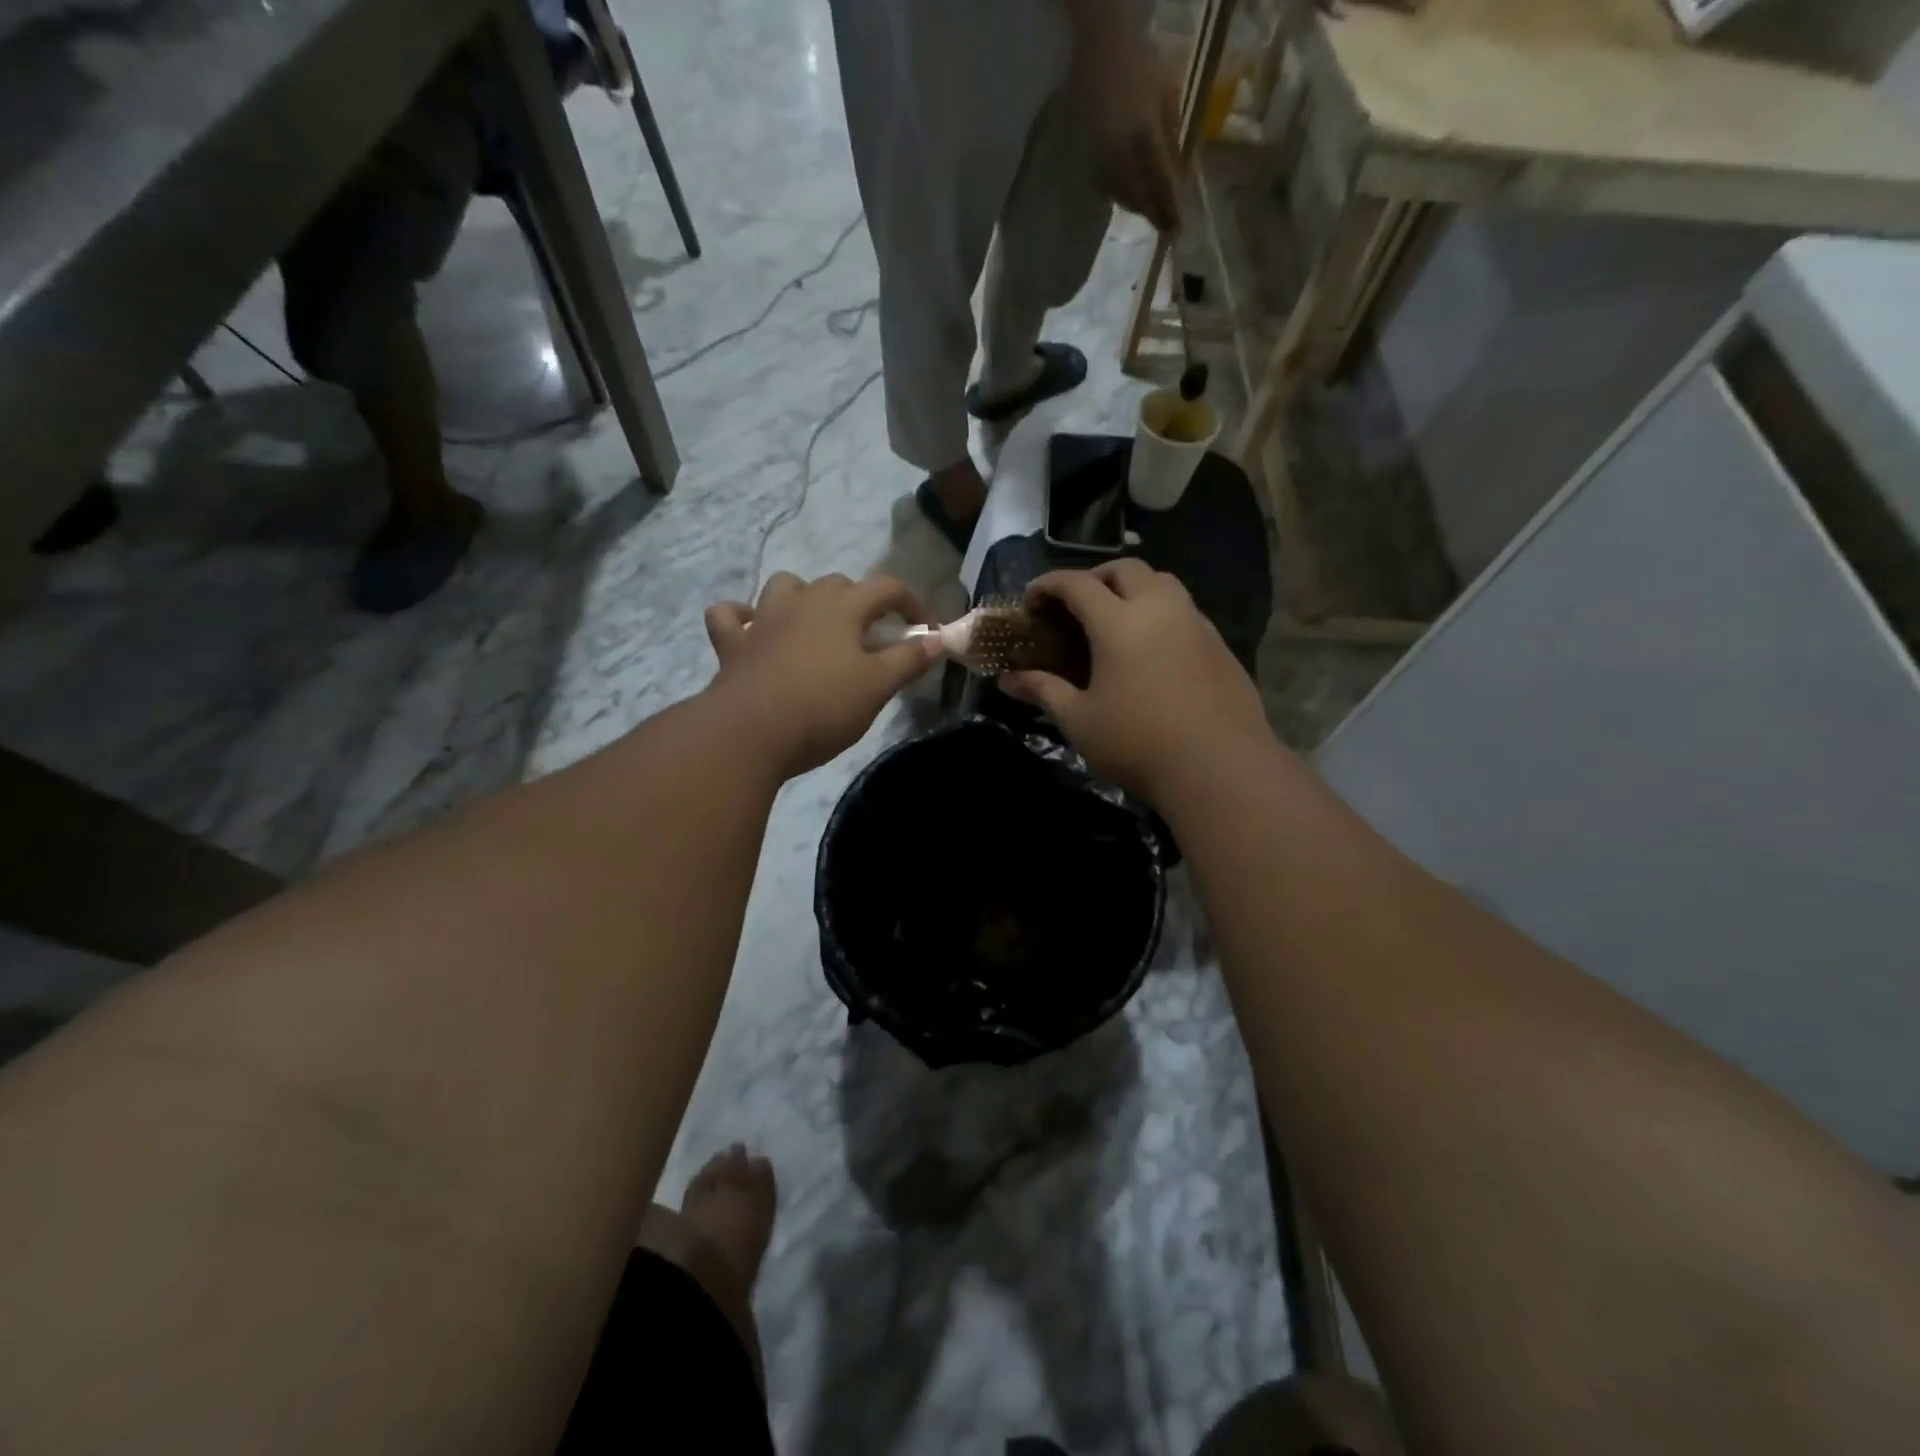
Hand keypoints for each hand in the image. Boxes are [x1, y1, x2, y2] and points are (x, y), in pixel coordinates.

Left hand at [704, 572, 943, 776]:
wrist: (749, 733)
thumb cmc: (822, 707)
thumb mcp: (877, 687)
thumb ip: (909, 659)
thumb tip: (937, 639)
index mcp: (842, 607)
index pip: (888, 587)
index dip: (914, 604)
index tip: (927, 631)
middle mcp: (802, 602)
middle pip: (838, 584)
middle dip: (862, 602)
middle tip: (874, 637)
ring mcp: (762, 619)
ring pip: (785, 586)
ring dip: (804, 597)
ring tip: (816, 625)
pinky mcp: (732, 644)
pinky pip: (730, 616)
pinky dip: (742, 617)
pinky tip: (753, 631)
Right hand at [999, 561, 1271, 800]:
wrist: (1220, 768)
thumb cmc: (1137, 743)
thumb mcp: (1079, 720)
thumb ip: (1043, 690)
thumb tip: (1007, 680)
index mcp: (1119, 621)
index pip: (1077, 584)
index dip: (1048, 585)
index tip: (1031, 600)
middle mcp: (1160, 608)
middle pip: (1125, 569)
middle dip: (1094, 577)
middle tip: (1075, 605)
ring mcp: (1196, 623)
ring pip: (1162, 583)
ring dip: (1133, 588)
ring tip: (1116, 619)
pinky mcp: (1220, 645)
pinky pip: (1184, 610)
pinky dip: (1160, 612)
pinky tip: (1153, 649)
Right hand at [1071, 25, 1180, 232]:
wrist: (1101, 43)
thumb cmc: (1140, 62)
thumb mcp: (1166, 94)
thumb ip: (1171, 137)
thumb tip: (1176, 175)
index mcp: (1144, 133)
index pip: (1160, 183)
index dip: (1168, 208)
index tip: (1177, 229)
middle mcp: (1121, 150)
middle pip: (1138, 195)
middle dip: (1152, 212)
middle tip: (1165, 226)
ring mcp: (1101, 152)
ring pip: (1120, 193)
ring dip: (1135, 205)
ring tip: (1147, 211)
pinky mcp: (1088, 151)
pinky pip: (1104, 183)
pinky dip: (1117, 193)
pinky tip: (1125, 193)